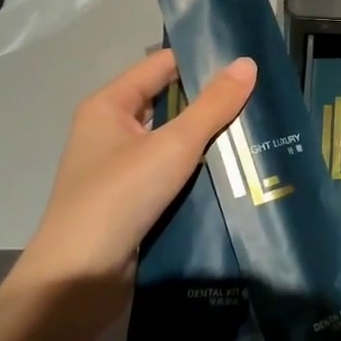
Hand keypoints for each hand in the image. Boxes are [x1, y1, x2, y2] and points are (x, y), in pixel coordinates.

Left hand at [13, 50, 255, 293]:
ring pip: (174, 142)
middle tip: (263, 97)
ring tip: (260, 131)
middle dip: (212, 102)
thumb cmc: (119, 198)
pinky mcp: (133, 202)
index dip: (201, 59)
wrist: (78, 281)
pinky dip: (200, 171)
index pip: (161, 65)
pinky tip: (238, 173)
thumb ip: (213, 105)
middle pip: (170, 103)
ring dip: (210, 140)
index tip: (247, 60)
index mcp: (110, 106)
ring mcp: (121, 169)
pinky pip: (173, 175)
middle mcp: (112, 131)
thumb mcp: (173, 146)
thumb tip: (248, 63)